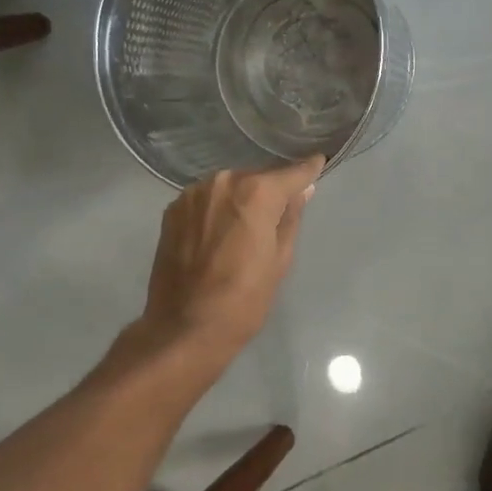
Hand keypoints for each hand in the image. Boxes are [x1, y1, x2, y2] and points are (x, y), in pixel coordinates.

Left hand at [126, 157, 323, 376]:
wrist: (184, 327)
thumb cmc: (243, 299)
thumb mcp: (280, 260)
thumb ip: (291, 217)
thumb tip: (302, 190)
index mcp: (256, 192)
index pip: (291, 173)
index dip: (308, 170)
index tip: (318, 163)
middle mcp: (223, 181)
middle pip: (257, 178)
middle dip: (270, 190)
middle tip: (277, 213)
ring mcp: (193, 193)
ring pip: (229, 187)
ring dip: (240, 199)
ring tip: (244, 227)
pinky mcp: (173, 209)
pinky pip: (205, 199)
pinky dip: (216, 209)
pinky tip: (217, 234)